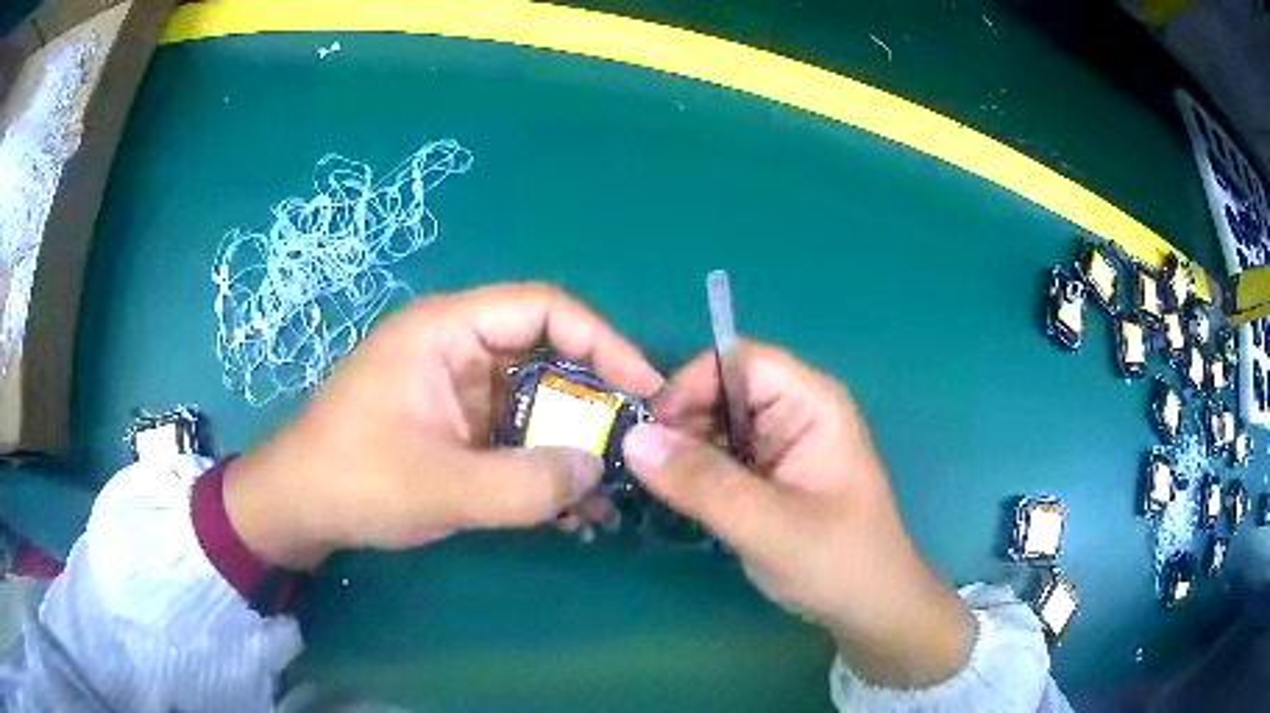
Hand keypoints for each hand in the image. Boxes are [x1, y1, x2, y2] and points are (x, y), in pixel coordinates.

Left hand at [223, 284, 662, 569]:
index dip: (603, 341)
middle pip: (548, 356)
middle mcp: (458, 350)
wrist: (299, 509)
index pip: (543, 308)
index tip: (644, 390)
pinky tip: (571, 509)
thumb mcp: (438, 486)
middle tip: (635, 448)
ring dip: (573, 445)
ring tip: (609, 492)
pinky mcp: (458, 428)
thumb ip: (524, 484)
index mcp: (446, 331)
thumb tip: (597, 469)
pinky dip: (545, 466)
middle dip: (595, 402)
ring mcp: (459, 392)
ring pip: (537, 403)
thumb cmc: (353, 480)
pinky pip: (517, 436)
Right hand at [624, 342, 972, 688]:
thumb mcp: (768, 525)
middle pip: (721, 391)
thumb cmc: (837, 561)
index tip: (650, 431)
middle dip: (679, 422)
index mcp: (811, 402)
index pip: (739, 361)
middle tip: (640, 466)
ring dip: (680, 451)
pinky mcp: (767, 474)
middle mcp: (794, 411)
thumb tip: (633, 439)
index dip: (691, 384)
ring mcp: (780, 444)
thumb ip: (702, 483)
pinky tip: (673, 496)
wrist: (869, 609)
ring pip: (713, 425)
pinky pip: (718, 457)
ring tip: (650, 484)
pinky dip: (692, 472)